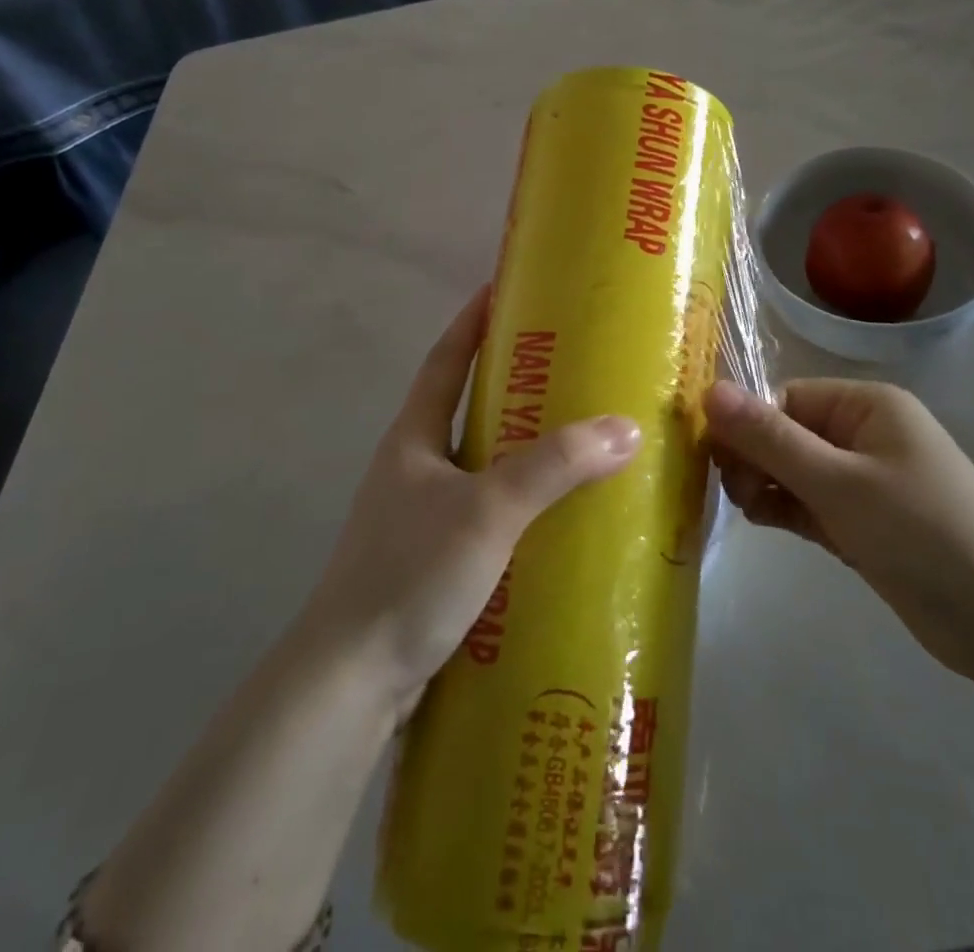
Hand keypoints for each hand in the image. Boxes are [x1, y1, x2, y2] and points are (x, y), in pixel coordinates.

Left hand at [301, 288, 641, 722]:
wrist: (348, 686)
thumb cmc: (408, 575)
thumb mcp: (487, 510)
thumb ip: (555, 467)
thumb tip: (625, 428)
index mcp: (413, 438)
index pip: (446, 359)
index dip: (473, 320)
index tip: (508, 287)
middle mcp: (414, 468)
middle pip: (469, 409)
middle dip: (517, 385)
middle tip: (575, 367)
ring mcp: (422, 517)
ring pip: (483, 465)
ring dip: (526, 450)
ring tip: (583, 439)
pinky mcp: (436, 562)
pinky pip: (491, 514)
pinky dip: (524, 505)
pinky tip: (563, 518)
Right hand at [706, 378, 973, 682]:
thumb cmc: (921, 532)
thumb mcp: (838, 482)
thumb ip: (770, 439)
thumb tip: (708, 390)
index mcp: (865, 405)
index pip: (786, 400)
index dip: (747, 425)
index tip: (714, 460)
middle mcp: (863, 433)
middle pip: (787, 433)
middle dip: (754, 458)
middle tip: (732, 493)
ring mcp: (864, 480)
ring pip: (794, 470)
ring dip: (765, 485)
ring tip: (748, 511)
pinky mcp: (862, 520)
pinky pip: (810, 502)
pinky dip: (785, 508)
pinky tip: (762, 521)